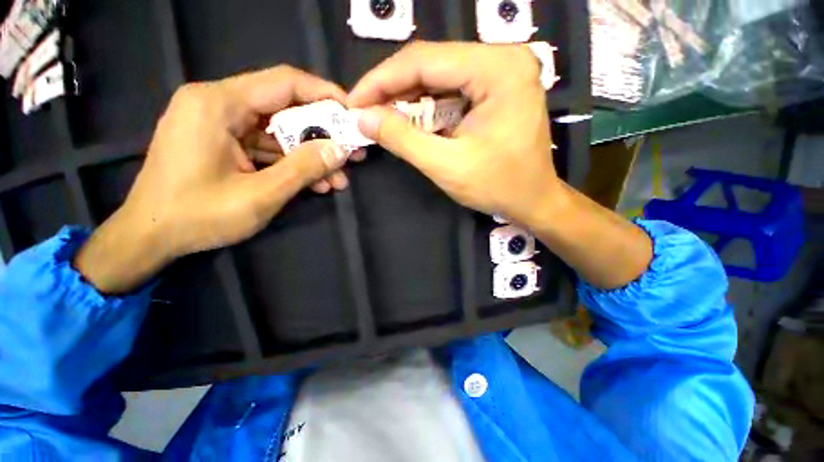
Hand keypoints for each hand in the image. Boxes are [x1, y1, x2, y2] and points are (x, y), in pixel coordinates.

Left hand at [75, 66, 349, 293]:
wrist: (149, 237)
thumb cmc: (197, 216)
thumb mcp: (260, 195)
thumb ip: (303, 169)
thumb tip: (341, 151)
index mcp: (218, 104)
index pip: (284, 83)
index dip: (325, 95)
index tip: (352, 115)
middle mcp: (218, 104)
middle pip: (284, 108)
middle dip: (323, 135)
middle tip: (351, 154)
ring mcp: (220, 124)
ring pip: (279, 132)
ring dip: (310, 156)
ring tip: (337, 179)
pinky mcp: (223, 142)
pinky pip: (266, 147)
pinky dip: (291, 163)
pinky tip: (315, 183)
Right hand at [348, 41, 560, 224]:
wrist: (533, 200)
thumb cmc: (498, 186)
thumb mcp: (446, 165)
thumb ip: (403, 139)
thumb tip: (363, 117)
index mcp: (498, 69)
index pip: (425, 60)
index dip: (381, 80)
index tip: (354, 101)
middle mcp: (502, 59)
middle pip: (432, 64)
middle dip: (393, 90)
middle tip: (365, 111)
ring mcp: (502, 73)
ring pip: (440, 77)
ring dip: (408, 99)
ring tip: (382, 118)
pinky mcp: (497, 89)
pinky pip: (452, 90)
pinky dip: (427, 106)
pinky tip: (410, 120)